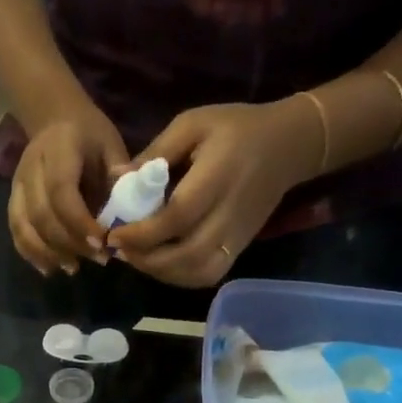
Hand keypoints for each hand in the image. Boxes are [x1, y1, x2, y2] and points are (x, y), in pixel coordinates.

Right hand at [9, 110, 129, 275]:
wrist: (56, 119)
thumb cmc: (90, 136)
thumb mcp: (111, 145)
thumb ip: (119, 174)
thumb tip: (133, 202)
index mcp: (58, 149)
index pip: (61, 191)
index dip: (79, 221)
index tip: (102, 243)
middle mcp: (31, 167)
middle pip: (41, 214)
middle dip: (69, 243)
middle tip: (98, 259)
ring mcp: (17, 185)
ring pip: (24, 226)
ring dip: (48, 253)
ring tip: (74, 268)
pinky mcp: (13, 199)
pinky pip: (16, 231)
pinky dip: (31, 253)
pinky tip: (50, 269)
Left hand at [110, 99, 319, 287]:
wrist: (288, 146)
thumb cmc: (236, 129)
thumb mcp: (193, 125)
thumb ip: (155, 152)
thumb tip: (116, 179)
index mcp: (216, 179)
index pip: (177, 218)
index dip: (142, 233)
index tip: (113, 233)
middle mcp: (229, 215)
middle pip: (185, 254)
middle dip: (146, 258)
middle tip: (118, 248)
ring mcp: (236, 237)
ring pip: (196, 271)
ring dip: (160, 272)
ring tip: (135, 256)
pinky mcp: (239, 248)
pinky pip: (207, 274)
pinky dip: (179, 277)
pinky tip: (159, 263)